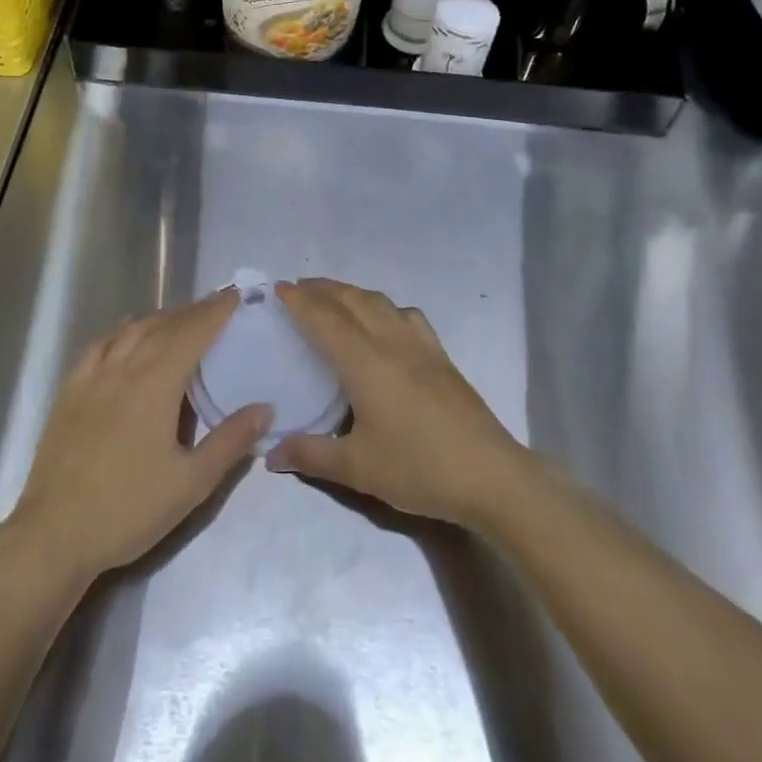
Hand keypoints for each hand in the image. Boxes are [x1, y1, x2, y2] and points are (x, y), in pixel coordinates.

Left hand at [3, 295, 270, 587]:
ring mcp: (93, 377)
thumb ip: (230, 442)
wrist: (54, 535)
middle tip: (216, 305)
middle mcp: (124, 367)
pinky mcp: (70, 391)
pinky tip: (126, 337)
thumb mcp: (191, 484)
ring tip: (179, 318)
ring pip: (131, 330)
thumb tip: (265, 408)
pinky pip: (100, 346)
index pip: (193, 333)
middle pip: (164, 326)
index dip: (216, 312)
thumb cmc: (128, 510)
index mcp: (156, 383)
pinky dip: (121, 332)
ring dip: (160, 318)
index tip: (235, 295)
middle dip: (193, 311)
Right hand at [266, 279, 532, 528]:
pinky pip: (406, 315)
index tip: (279, 288)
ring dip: (351, 292)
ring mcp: (419, 344)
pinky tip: (384, 320)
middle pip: (351, 301)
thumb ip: (311, 455)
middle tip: (298, 287)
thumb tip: (271, 453)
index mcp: (364, 362)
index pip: (324, 319)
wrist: (490, 475)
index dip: (300, 300)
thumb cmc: (418, 468)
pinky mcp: (440, 354)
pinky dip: (384, 306)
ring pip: (379, 302)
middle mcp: (389, 341)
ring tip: (333, 297)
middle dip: (322, 289)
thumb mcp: (358, 469)